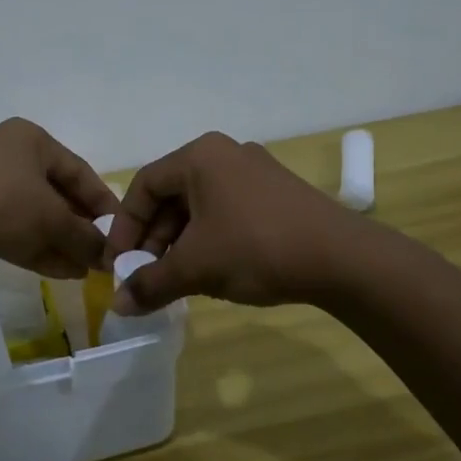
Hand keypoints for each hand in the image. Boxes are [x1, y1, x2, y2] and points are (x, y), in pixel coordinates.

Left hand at [0, 119, 117, 277]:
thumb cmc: (2, 201)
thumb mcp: (51, 219)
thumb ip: (84, 237)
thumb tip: (107, 256)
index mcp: (32, 141)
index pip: (80, 172)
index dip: (103, 204)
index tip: (121, 233)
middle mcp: (11, 156)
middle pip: (57, 195)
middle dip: (80, 229)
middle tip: (101, 256)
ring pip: (35, 216)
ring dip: (61, 242)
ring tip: (85, 271)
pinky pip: (13, 229)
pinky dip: (37, 247)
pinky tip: (62, 271)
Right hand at [105, 132, 351, 312]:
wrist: (342, 259)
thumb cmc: (256, 248)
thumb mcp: (195, 268)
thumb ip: (151, 283)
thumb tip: (120, 306)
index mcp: (199, 156)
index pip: (144, 186)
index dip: (125, 227)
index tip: (118, 264)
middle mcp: (225, 154)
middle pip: (172, 195)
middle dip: (154, 239)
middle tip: (146, 275)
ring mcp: (255, 172)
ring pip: (200, 206)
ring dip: (180, 242)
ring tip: (176, 279)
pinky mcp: (277, 193)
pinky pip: (227, 211)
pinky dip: (209, 239)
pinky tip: (212, 271)